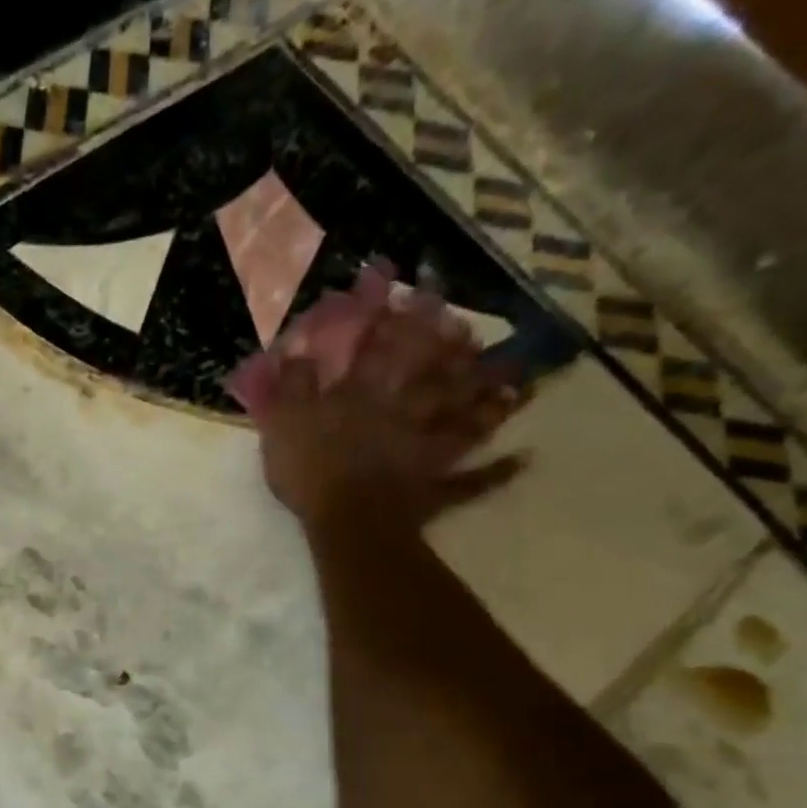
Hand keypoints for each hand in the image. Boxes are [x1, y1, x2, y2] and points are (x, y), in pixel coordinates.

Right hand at [253, 263, 524, 530]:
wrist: (348, 520)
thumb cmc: (311, 471)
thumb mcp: (283, 423)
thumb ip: (290, 387)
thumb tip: (296, 351)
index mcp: (364, 396)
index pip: (378, 348)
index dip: (389, 317)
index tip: (403, 287)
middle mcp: (404, 412)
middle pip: (435, 375)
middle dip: (452, 349)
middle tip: (472, 328)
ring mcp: (428, 448)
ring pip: (466, 417)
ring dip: (489, 398)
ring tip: (515, 378)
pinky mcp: (437, 486)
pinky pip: (473, 480)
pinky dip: (498, 472)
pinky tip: (523, 459)